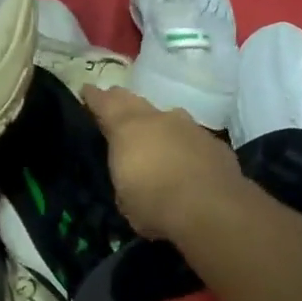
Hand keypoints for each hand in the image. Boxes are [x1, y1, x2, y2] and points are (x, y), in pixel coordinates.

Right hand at [80, 84, 242, 240]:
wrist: (212, 210)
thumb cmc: (155, 205)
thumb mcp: (124, 197)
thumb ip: (125, 175)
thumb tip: (131, 174)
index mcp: (127, 129)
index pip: (104, 104)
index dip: (94, 97)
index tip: (87, 90)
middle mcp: (157, 119)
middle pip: (135, 102)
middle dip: (122, 101)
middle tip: (114, 100)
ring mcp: (189, 128)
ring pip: (168, 117)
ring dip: (157, 123)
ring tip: (153, 132)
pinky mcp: (214, 143)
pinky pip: (192, 138)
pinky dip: (184, 144)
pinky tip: (186, 159)